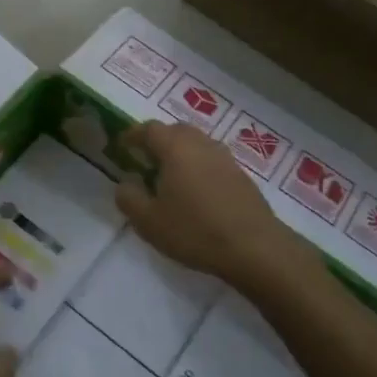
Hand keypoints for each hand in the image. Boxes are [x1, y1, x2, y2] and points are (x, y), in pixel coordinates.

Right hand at [114, 121, 297, 288]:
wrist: (255, 248)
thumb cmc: (195, 231)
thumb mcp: (149, 221)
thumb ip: (129, 198)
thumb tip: (125, 184)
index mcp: (176, 148)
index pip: (149, 129)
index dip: (133, 135)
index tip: (122, 145)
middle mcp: (201, 144)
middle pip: (176, 130)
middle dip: (158, 140)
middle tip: (145, 158)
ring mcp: (225, 158)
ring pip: (196, 143)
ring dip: (180, 152)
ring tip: (169, 175)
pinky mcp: (241, 175)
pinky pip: (212, 160)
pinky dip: (198, 166)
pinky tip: (195, 190)